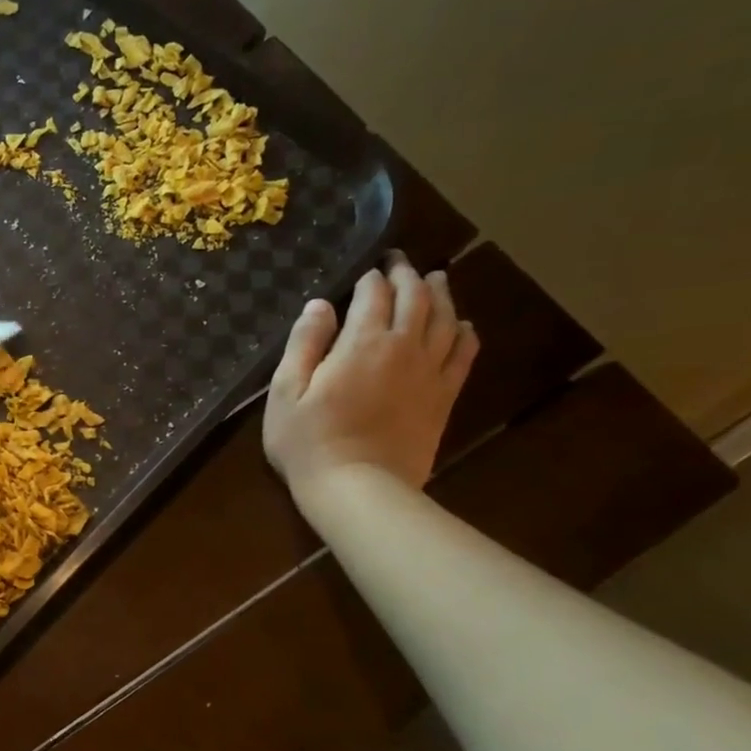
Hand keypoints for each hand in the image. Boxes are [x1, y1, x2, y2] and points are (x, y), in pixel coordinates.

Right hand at [263, 250, 478, 501]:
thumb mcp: (285, 392)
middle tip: (400, 262)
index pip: (373, 295)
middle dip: (407, 275)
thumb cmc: (308, 442)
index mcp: (361, 343)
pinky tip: (462, 325)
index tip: (366, 268)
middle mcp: (403, 348)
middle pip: (415, 299)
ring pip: (445, 319)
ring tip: (436, 279)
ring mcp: (430, 373)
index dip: (370, 278)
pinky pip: (464, 354)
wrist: (358, 488)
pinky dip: (465, 332)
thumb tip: (319, 305)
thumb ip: (303, 344)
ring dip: (441, 294)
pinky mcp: (444, 398)